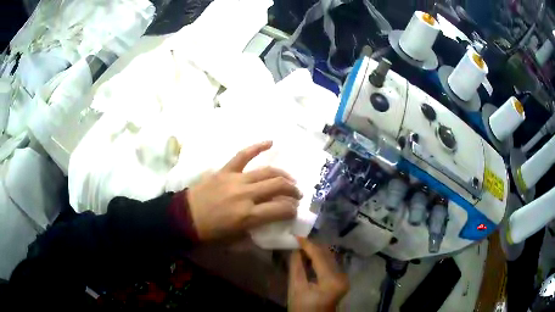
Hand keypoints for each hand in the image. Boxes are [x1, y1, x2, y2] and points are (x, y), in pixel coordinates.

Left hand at [187, 141, 302, 240]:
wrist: (185, 217)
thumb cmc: (210, 233)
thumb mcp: (235, 241)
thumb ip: (255, 233)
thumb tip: (270, 226)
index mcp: (248, 216)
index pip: (281, 209)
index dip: (292, 210)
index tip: (294, 211)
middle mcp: (246, 195)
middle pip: (278, 186)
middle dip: (292, 191)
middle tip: (297, 195)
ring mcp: (235, 179)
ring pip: (267, 171)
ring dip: (283, 175)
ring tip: (290, 179)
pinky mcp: (225, 170)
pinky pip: (243, 155)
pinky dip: (257, 147)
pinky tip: (271, 142)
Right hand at [288, 238, 348, 311]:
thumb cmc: (302, 307)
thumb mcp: (296, 288)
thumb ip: (296, 266)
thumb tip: (296, 249)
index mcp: (331, 280)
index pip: (320, 256)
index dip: (308, 245)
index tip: (297, 235)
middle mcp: (342, 276)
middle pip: (327, 255)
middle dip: (313, 246)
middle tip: (298, 239)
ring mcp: (344, 277)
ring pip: (330, 257)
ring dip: (317, 251)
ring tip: (302, 245)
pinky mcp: (342, 279)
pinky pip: (331, 263)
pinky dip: (320, 258)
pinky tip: (310, 255)